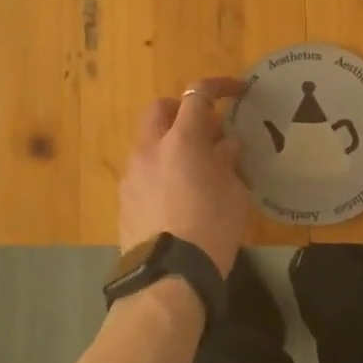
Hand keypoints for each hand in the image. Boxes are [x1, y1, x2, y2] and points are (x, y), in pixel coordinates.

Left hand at [119, 77, 250, 276]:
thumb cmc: (212, 228)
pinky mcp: (124, 197)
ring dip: (170, 141)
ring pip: (148, 139)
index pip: (197, 95)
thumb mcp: (234, 192)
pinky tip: (177, 193)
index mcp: (181, 139)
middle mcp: (150, 147)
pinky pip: (143, 168)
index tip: (238, 91)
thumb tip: (226, 144)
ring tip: (194, 166)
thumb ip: (228, 160)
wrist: (169, 276)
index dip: (219, 86)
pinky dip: (159, 167)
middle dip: (183, 109)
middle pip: (160, 108)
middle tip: (207, 128)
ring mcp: (132, 172)